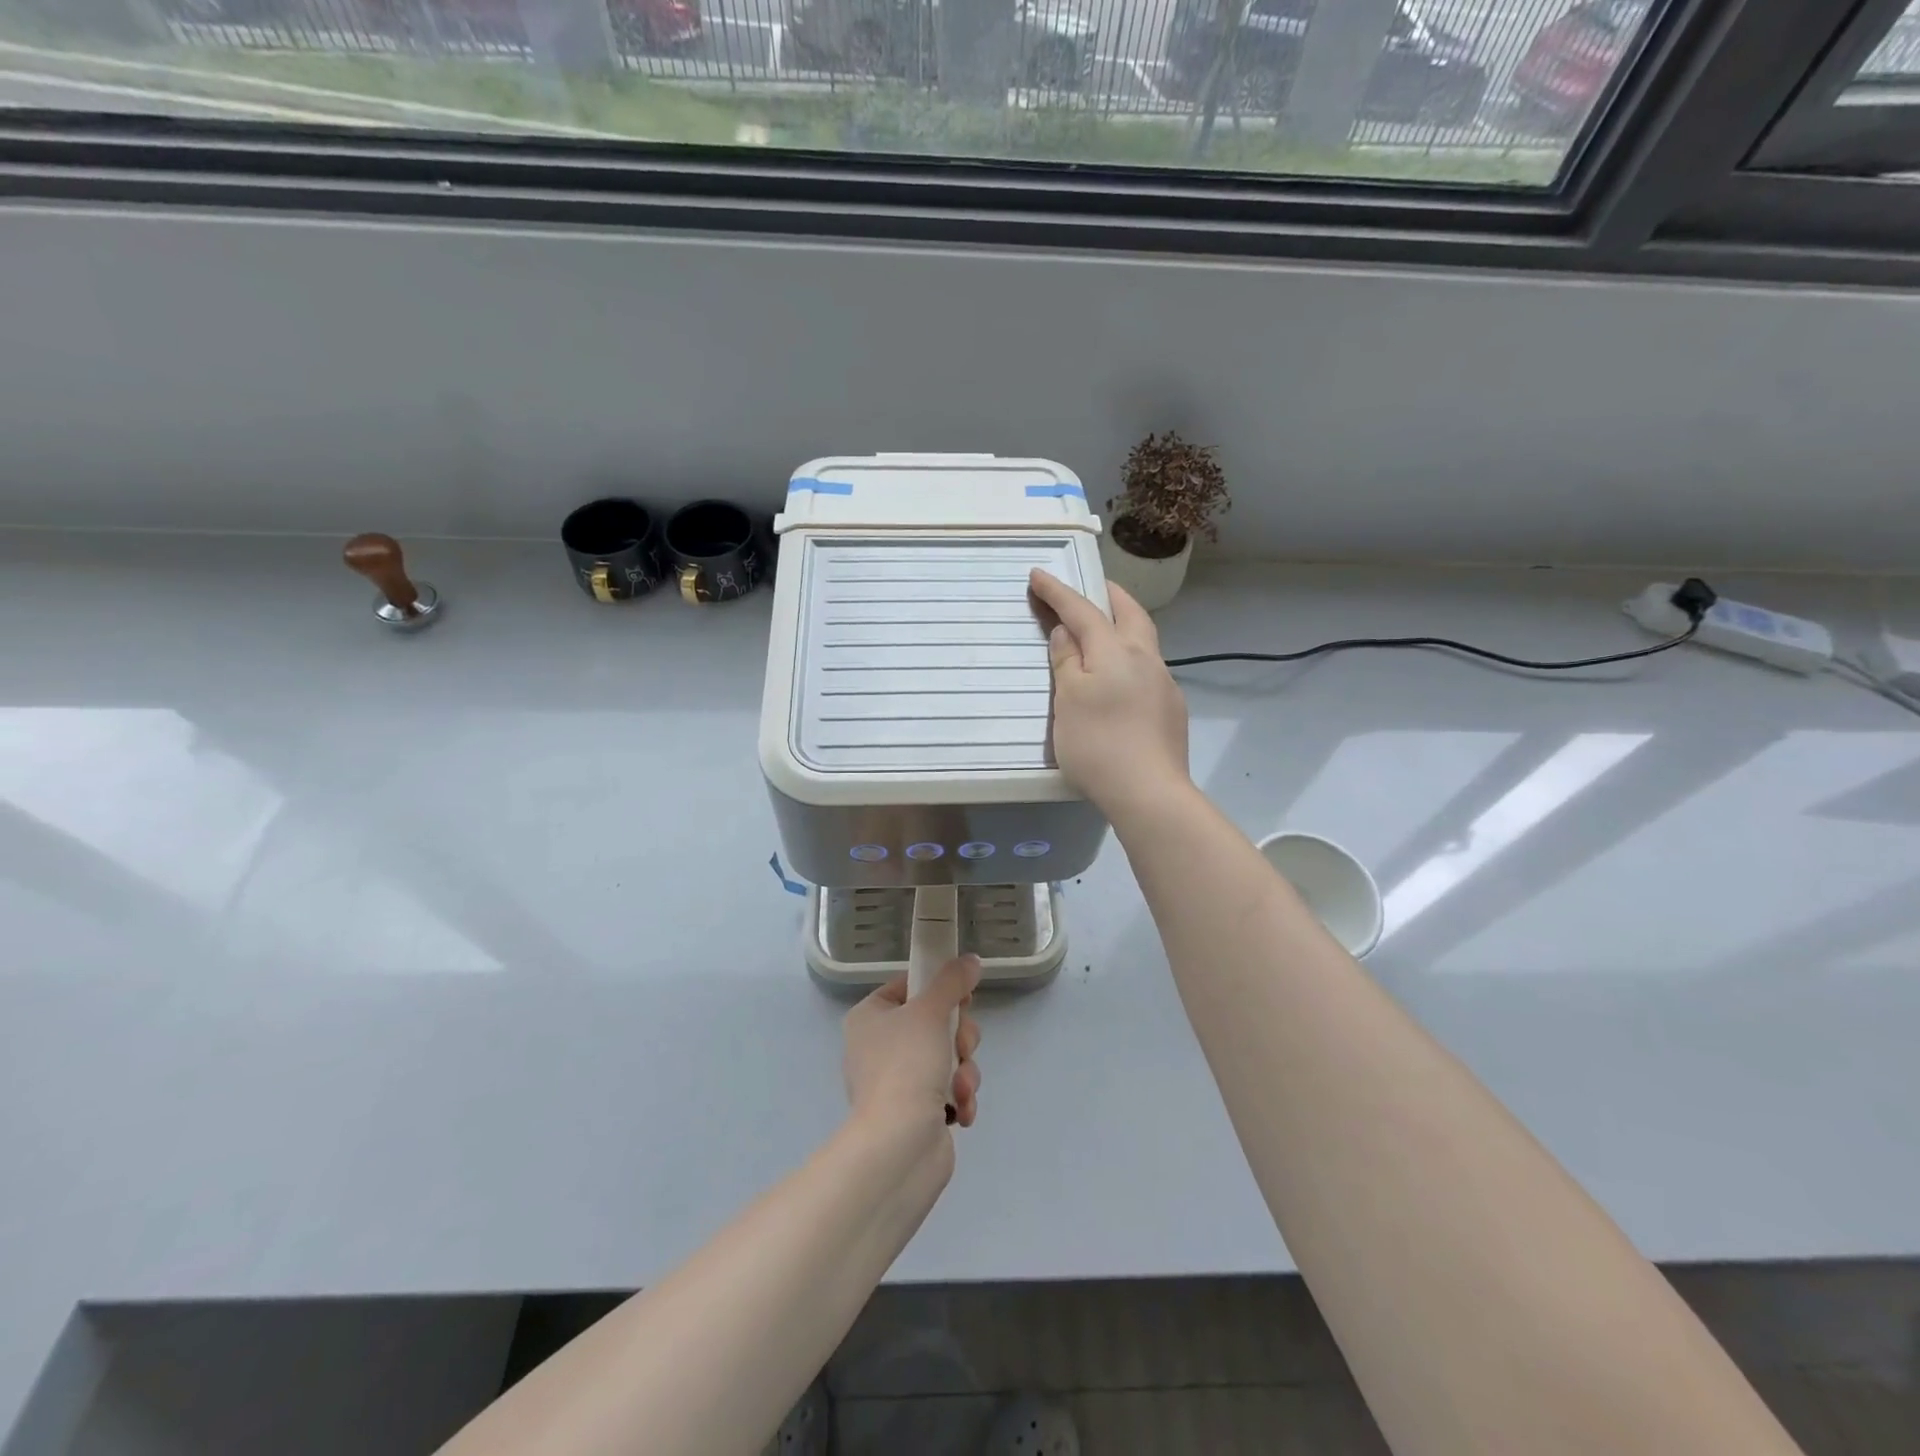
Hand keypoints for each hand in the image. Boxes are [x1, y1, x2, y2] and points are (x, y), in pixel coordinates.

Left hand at [843, 956, 983, 1133]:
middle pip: (935, 1023)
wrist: (899, 1145)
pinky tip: (959, 1110)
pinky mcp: (915, 1113)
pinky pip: (948, 1090)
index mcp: (869, 1017)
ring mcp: (896, 1082)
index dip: (939, 990)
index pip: (908, 987)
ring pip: (948, 1057)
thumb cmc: (906, 1065)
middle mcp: (878, 1047)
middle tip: (961, 1047)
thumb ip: (952, 982)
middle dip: (959, 1038)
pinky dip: (959, 1098)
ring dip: (964, 1070)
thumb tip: (970, 960)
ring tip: (960, 1087)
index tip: (962, 997)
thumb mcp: (931, 1011)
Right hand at [1029, 569, 1191, 822]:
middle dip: (1108, 595)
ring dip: (1124, 626)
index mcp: (1116, 651)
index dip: (1059, 592)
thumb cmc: (1098, 744)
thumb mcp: (1068, 700)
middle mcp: (1146, 659)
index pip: (1083, 611)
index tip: (1039, 574)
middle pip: (1130, 614)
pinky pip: (1148, 670)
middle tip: (1091, 586)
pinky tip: (1121, 681)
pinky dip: (1131, 660)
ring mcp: (1164, 684)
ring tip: (1105, 632)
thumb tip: (1067, 631)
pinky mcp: (1171, 710)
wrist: (1149, 792)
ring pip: (1143, 641)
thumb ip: (1067, 661)